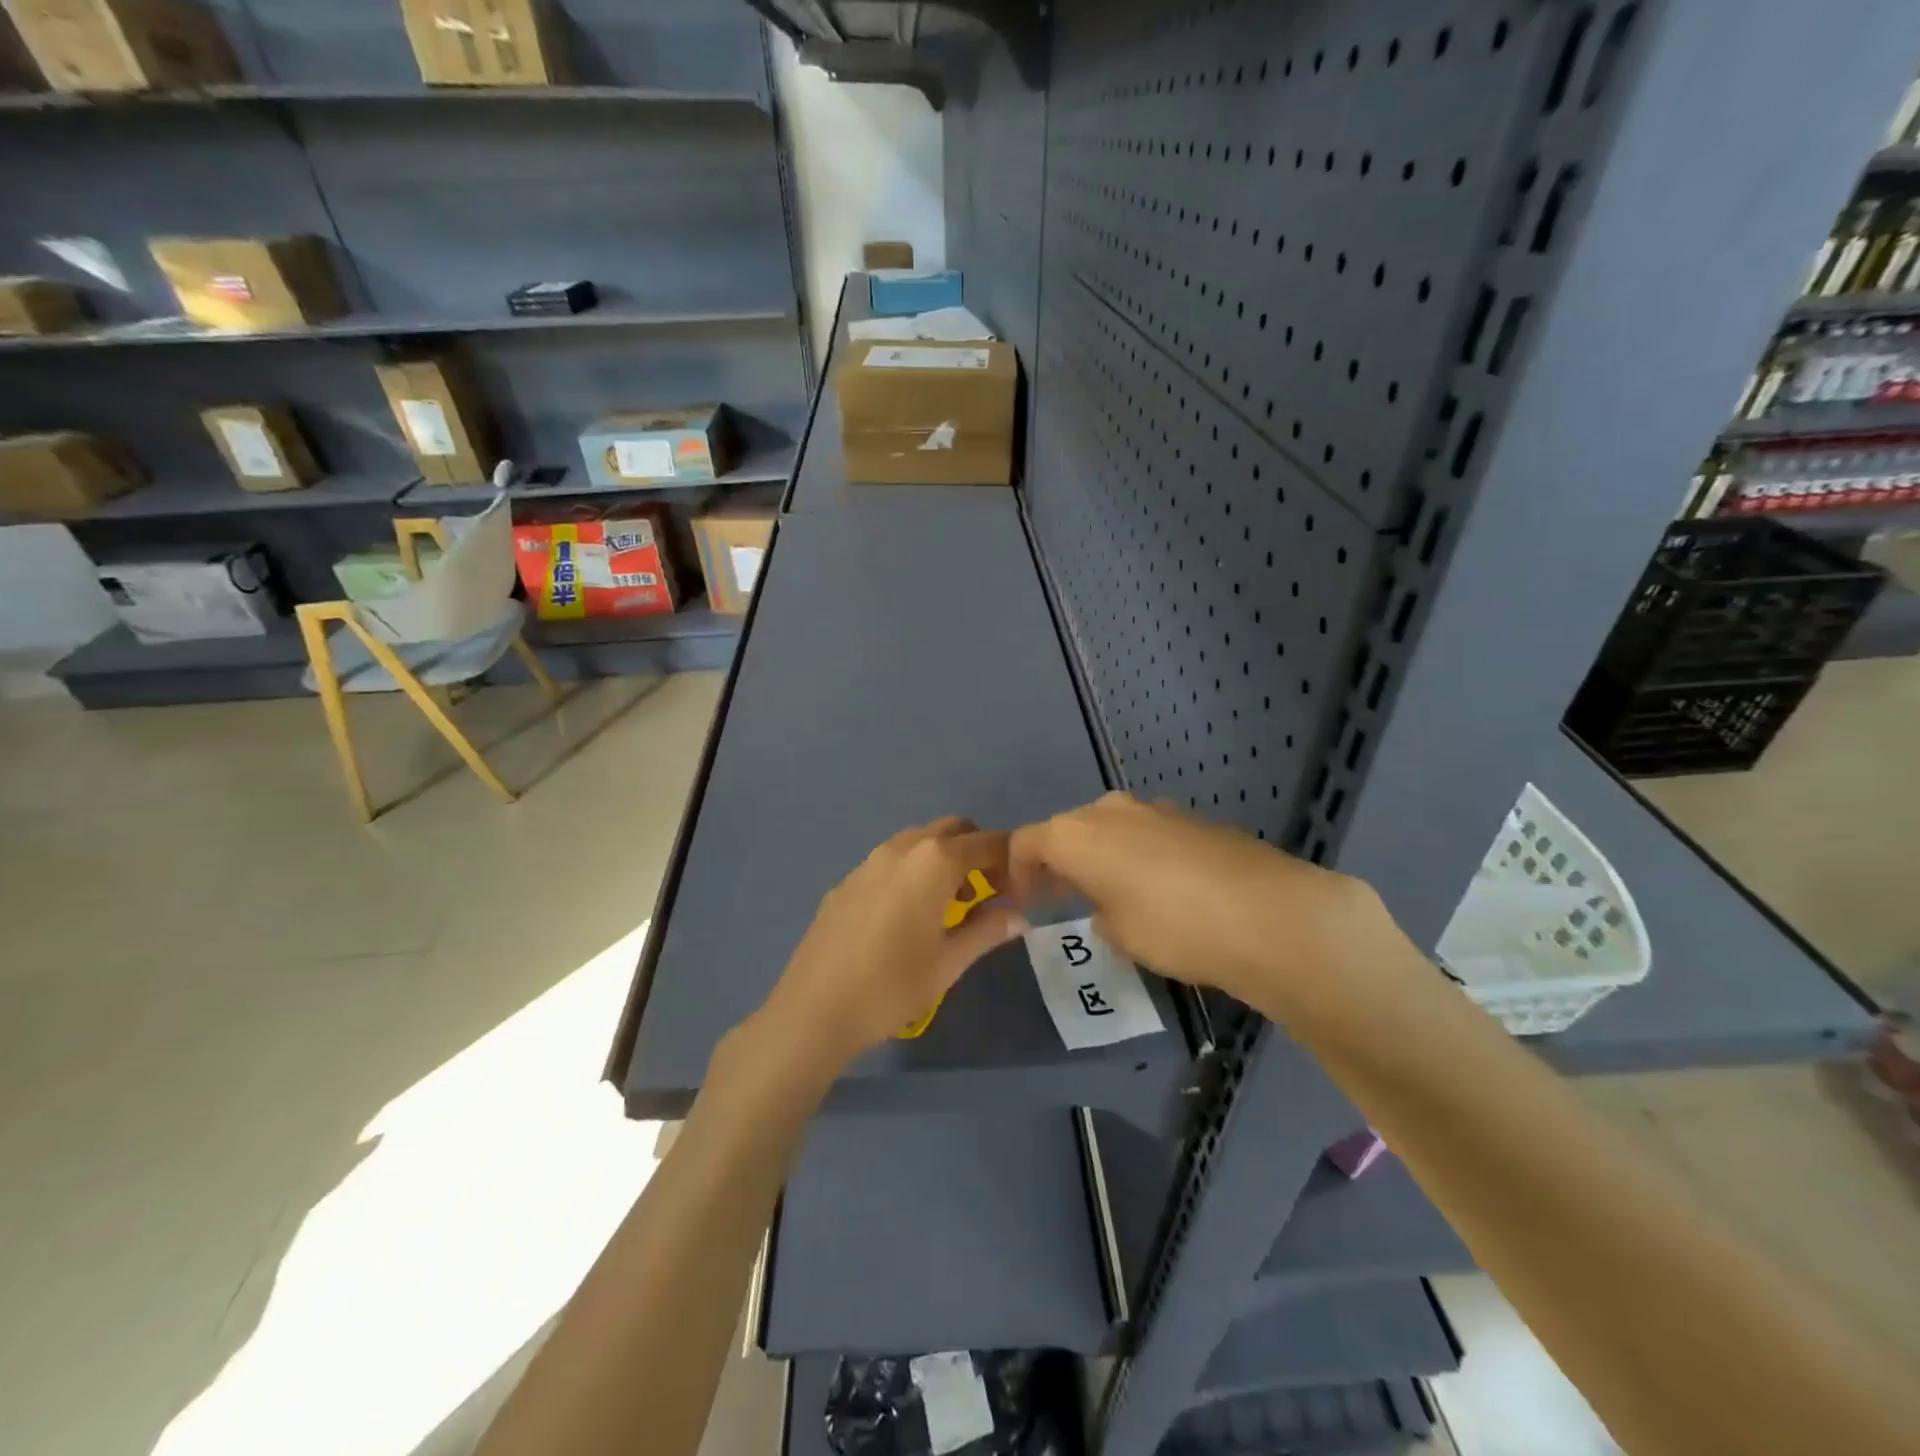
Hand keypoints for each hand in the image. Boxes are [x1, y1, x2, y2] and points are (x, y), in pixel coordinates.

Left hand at [757, 817, 1028, 1075]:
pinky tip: (905, 915)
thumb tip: (1019, 917)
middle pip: (952, 830)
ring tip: (947, 905)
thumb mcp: (949, 962)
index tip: (1019, 889)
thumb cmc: (892, 986)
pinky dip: (911, 871)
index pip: (987, 843)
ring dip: (942, 859)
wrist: (815, 1008)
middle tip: (985, 892)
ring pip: (918, 841)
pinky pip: (890, 860)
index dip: (1010, 861)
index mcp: (934, 861)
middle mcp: (902, 848)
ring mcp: (869, 860)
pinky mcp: (846, 880)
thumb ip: (987, 930)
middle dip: (976, 851)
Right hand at [1008, 793, 1395, 1012]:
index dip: (1017, 872)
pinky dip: (1140, 855)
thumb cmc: (1174, 928)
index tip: (1023, 901)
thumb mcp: (1120, 936)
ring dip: (1102, 856)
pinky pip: (1148, 833)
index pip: (1026, 842)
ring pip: (1111, 829)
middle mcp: (1110, 810)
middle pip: (1069, 829)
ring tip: (1112, 895)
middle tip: (1062, 898)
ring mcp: (1156, 809)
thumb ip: (1100, 915)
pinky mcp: (1194, 818)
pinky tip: (1163, 889)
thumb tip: (1108, 909)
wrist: (1270, 914)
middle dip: (1060, 862)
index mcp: (1077, 834)